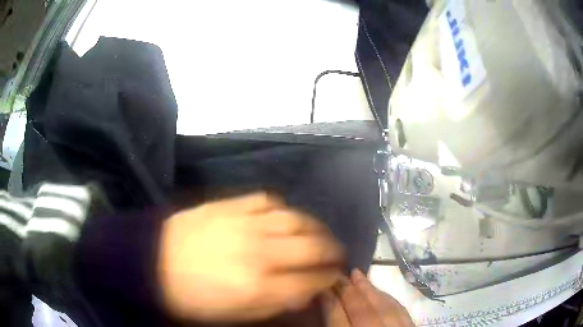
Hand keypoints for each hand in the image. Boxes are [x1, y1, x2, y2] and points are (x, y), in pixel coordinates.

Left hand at [158, 193, 344, 322]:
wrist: (152, 261)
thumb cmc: (191, 297)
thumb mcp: (232, 315)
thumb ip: (273, 304)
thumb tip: (304, 293)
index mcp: (258, 286)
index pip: (311, 281)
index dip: (329, 279)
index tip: (334, 278)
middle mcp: (258, 252)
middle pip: (312, 246)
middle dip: (333, 250)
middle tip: (337, 254)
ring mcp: (245, 223)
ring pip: (296, 219)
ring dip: (316, 226)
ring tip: (321, 233)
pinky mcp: (230, 204)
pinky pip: (268, 200)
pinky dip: (283, 208)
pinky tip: (285, 216)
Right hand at [321, 269, 414, 326]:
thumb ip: (332, 326)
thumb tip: (325, 306)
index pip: (336, 318)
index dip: (329, 300)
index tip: (321, 284)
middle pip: (361, 309)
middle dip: (348, 290)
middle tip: (337, 274)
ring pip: (383, 306)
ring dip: (369, 289)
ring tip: (357, 274)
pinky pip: (401, 311)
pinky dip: (389, 299)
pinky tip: (381, 292)